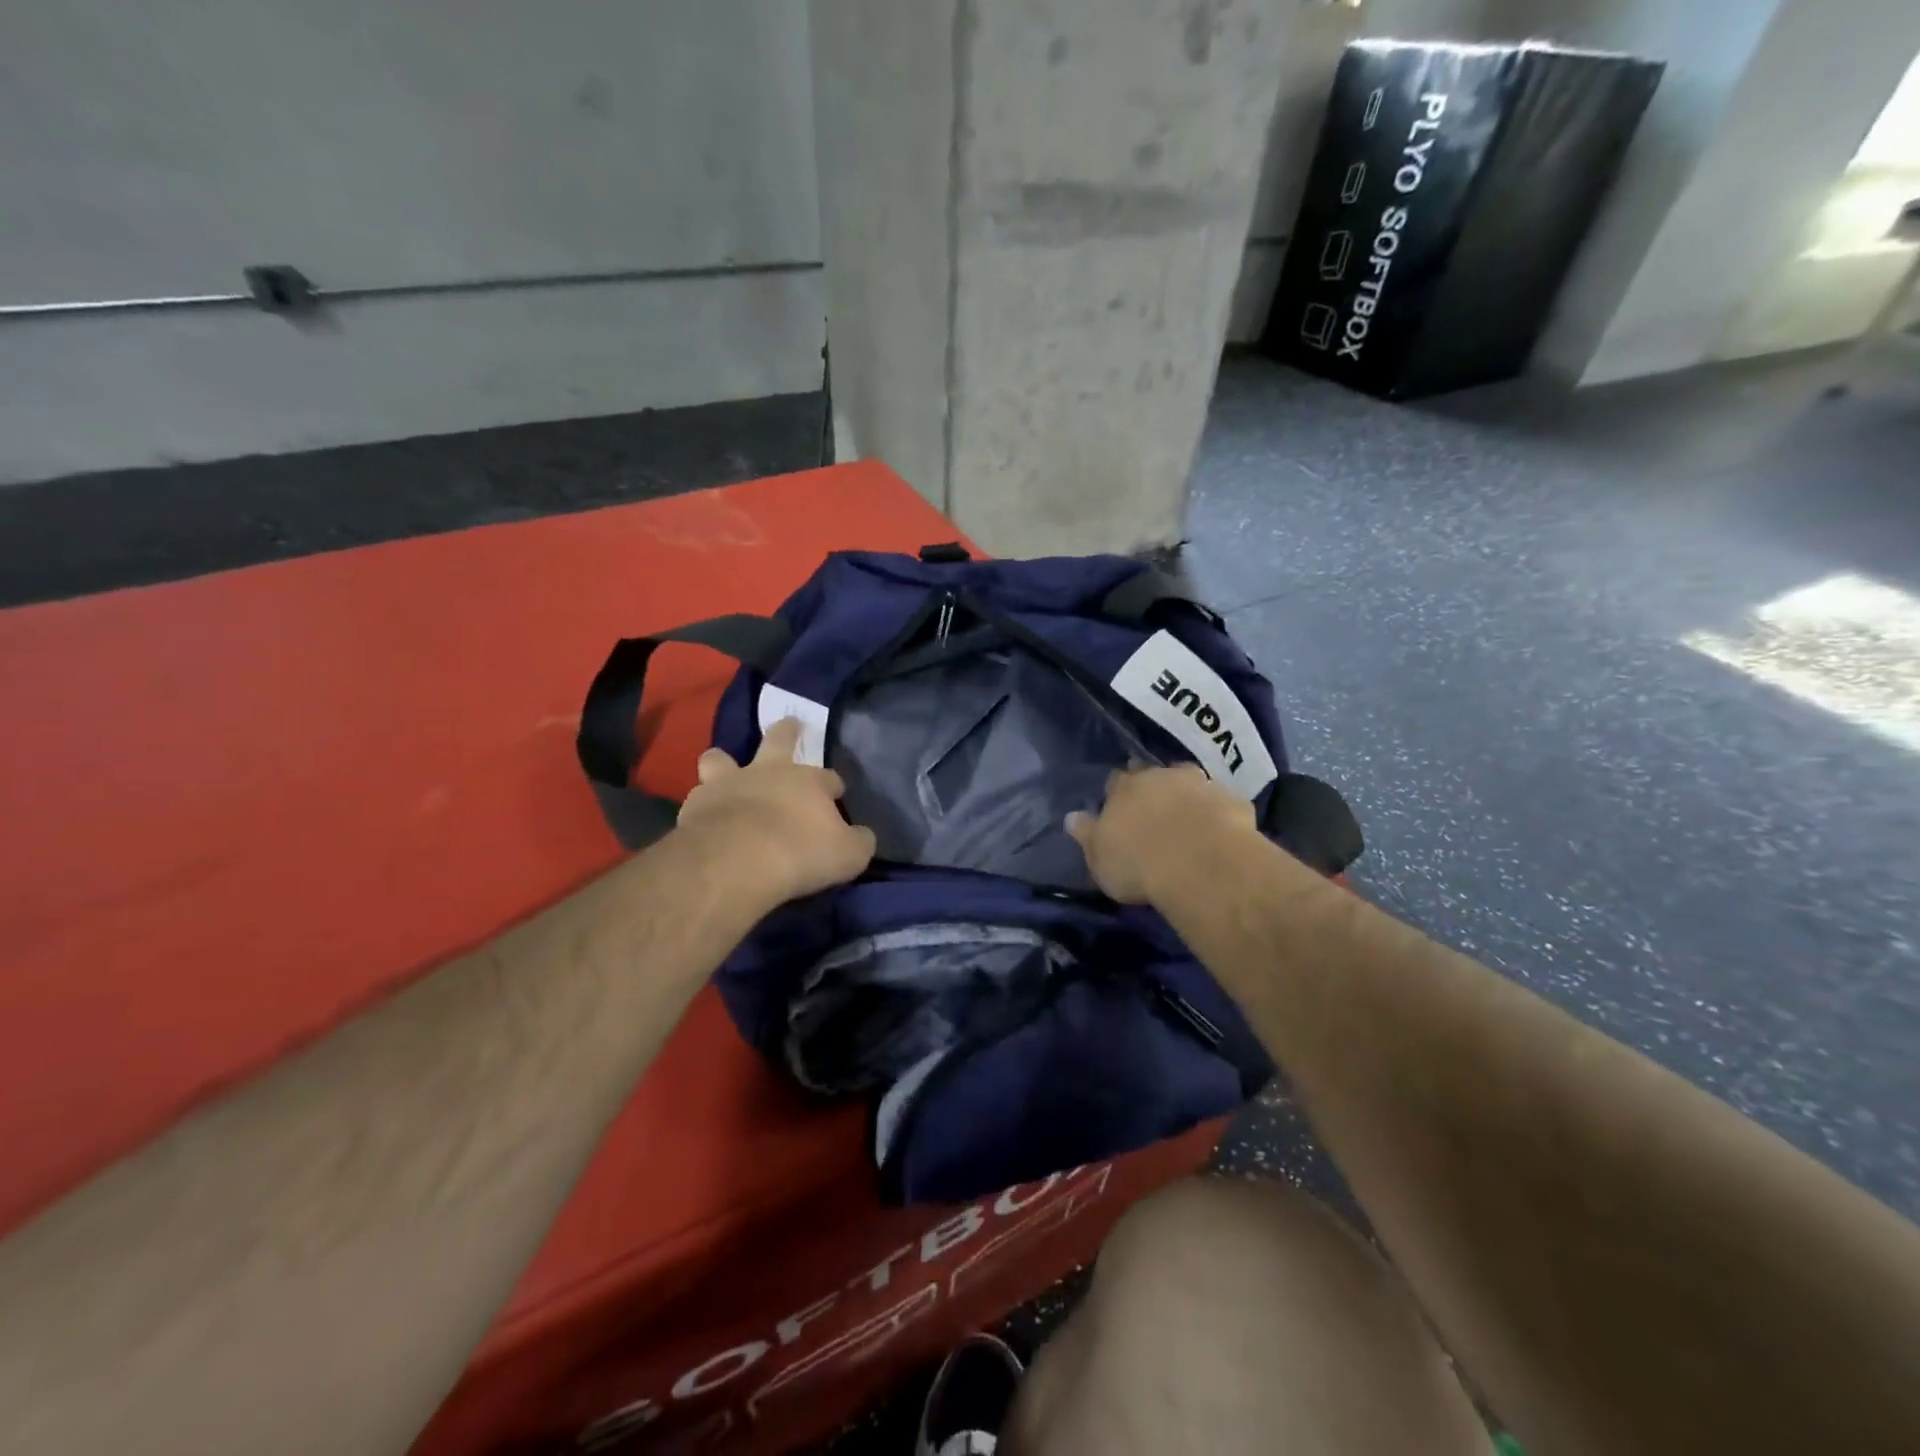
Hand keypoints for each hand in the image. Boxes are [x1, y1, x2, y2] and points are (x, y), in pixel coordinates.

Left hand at [675, 719, 876, 907]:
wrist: (736, 861)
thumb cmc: (800, 853)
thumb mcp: (848, 855)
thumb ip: (859, 841)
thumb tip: (862, 836)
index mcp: (808, 781)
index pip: (828, 778)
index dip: (833, 786)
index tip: (836, 795)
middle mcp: (768, 771)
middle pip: (778, 740)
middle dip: (787, 731)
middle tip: (790, 724)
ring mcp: (727, 784)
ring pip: (721, 758)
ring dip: (724, 763)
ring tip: (723, 769)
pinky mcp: (695, 805)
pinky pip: (698, 797)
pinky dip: (702, 805)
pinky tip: (704, 818)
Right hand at [1066, 765, 1259, 904]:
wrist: (1200, 864)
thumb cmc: (1138, 864)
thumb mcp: (1099, 858)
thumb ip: (1087, 835)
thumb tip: (1071, 817)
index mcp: (1124, 788)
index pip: (1116, 781)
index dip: (1118, 792)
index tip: (1119, 805)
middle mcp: (1160, 777)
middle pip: (1153, 774)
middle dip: (1152, 787)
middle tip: (1154, 808)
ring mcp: (1200, 784)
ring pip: (1190, 782)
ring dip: (1188, 794)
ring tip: (1189, 816)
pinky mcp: (1233, 801)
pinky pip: (1223, 803)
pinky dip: (1219, 812)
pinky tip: (1221, 830)